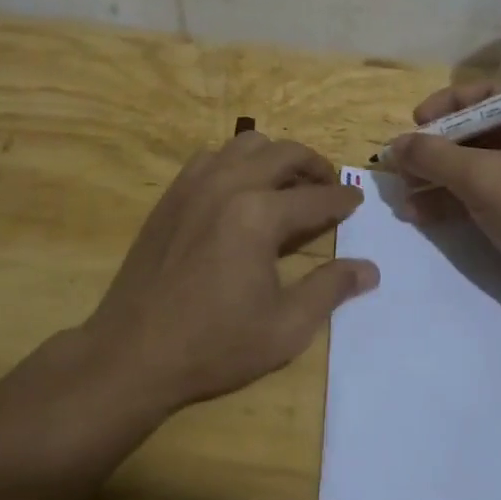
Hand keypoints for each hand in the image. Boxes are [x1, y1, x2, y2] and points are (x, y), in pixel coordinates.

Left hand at [83, 132, 378, 413]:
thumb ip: (330, 289)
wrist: (131, 354)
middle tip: (328, 186)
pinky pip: (212, 157)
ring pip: (247, 145)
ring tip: (286, 185)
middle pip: (284, 153)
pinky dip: (236, 162)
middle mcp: (229, 185)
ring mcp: (194, 184)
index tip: (357, 200)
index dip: (342, 199)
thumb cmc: (214, 346)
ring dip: (275, 157)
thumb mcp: (285, 328)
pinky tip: (240, 191)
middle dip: (314, 165)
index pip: (316, 197)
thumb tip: (369, 269)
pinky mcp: (172, 194)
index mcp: (259, 215)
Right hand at [384, 81, 500, 316]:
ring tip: (402, 193)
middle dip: (438, 149)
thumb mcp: (481, 179)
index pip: (491, 93)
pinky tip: (419, 214)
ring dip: (439, 178)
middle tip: (402, 162)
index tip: (416, 121)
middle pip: (481, 130)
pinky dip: (455, 199)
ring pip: (480, 163)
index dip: (448, 104)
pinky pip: (487, 190)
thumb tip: (393, 146)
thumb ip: (433, 156)